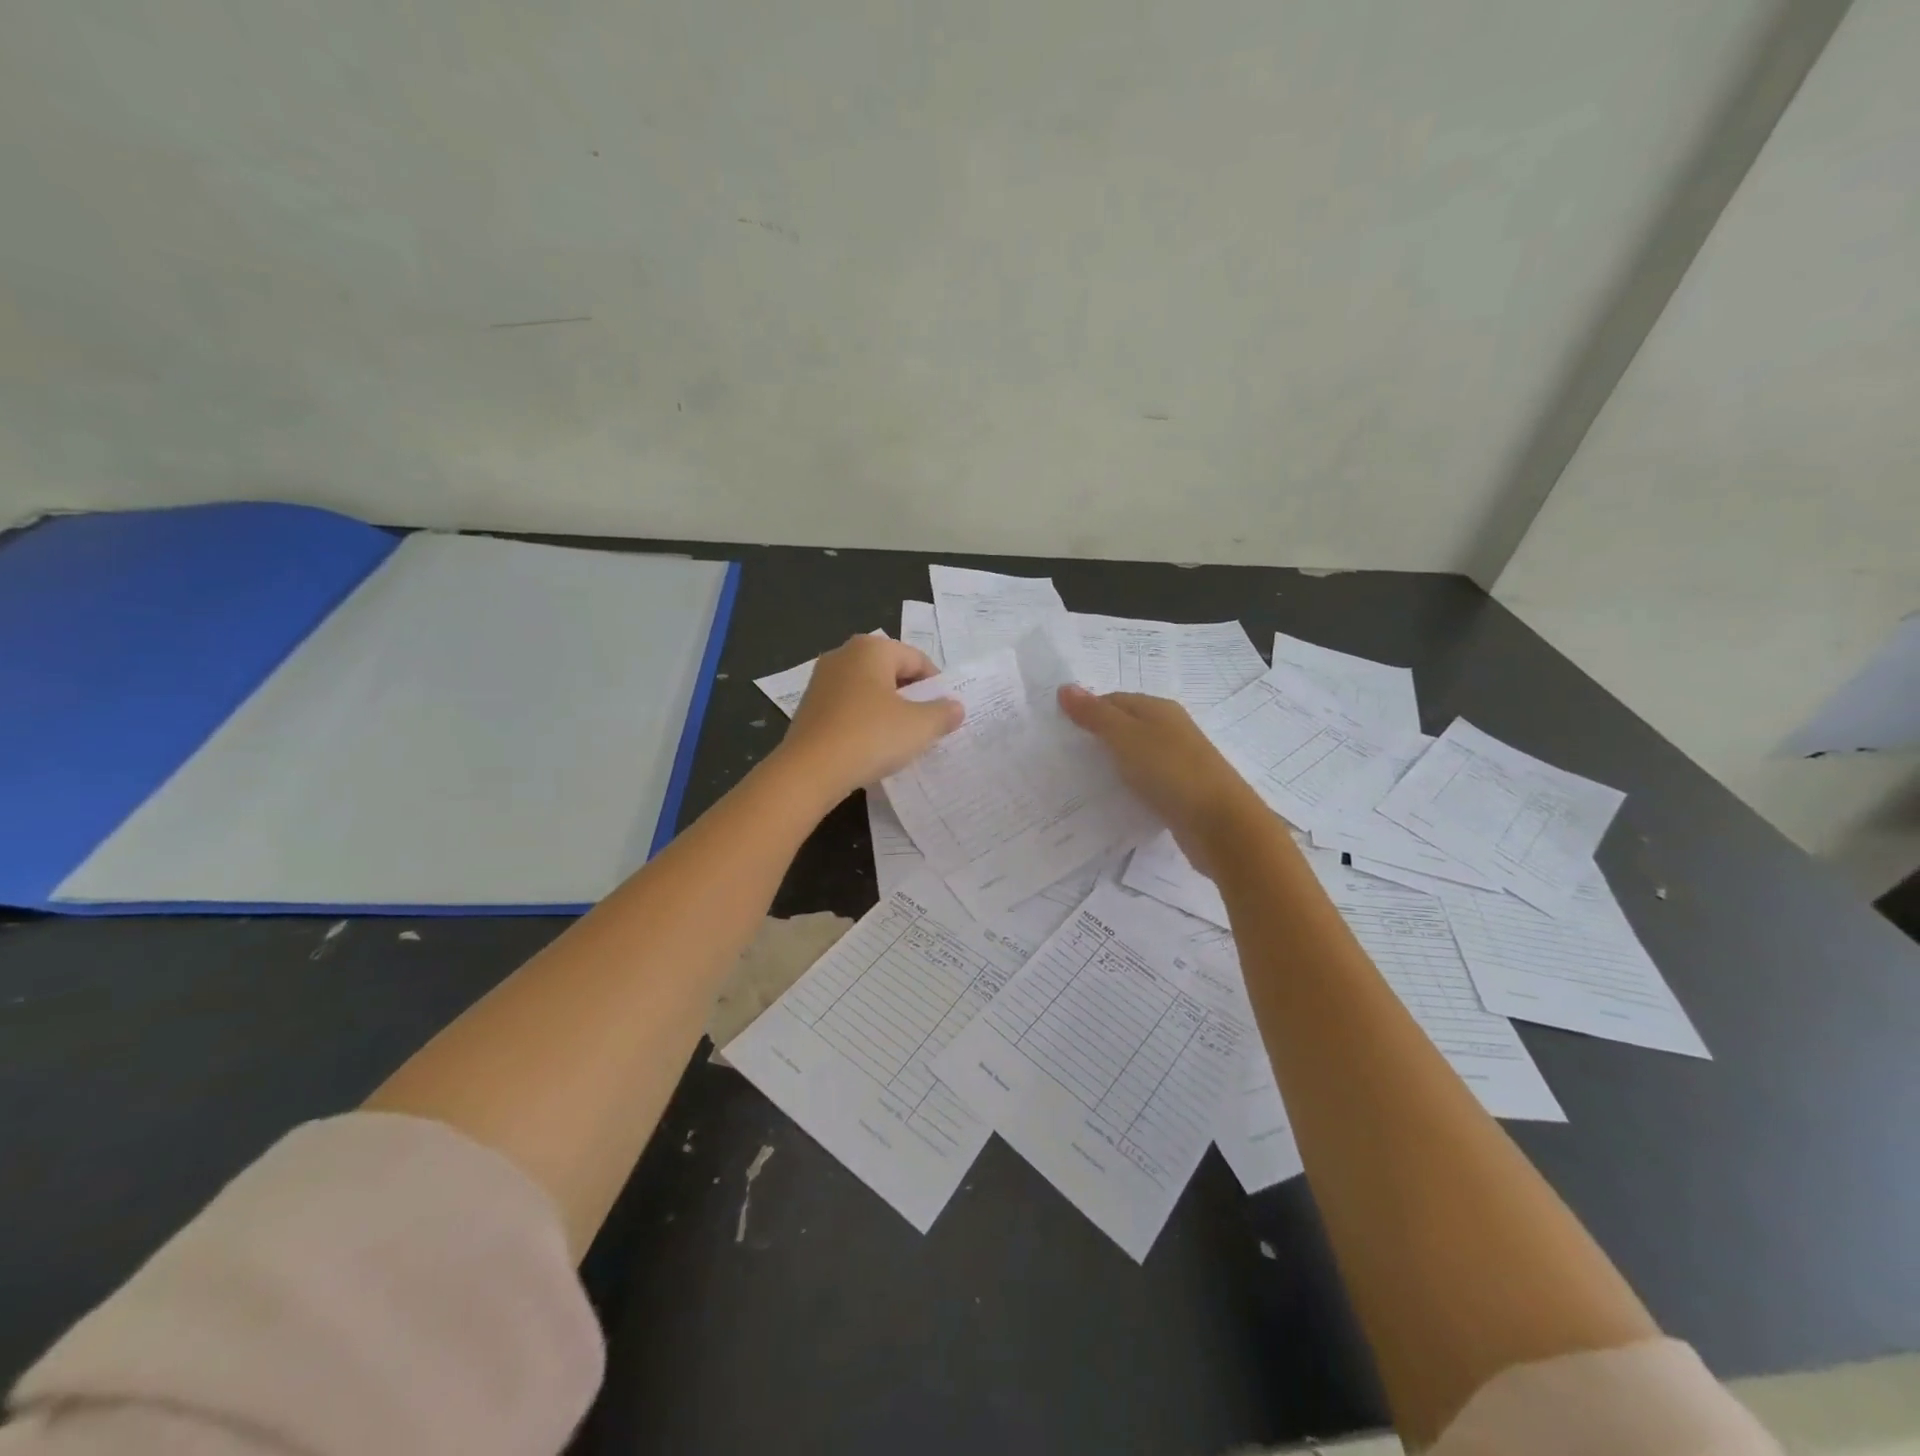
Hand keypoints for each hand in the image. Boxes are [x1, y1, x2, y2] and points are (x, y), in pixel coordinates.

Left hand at [780, 635, 963, 798]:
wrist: (809, 771)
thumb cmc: (871, 737)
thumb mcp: (919, 727)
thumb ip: (943, 713)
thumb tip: (955, 707)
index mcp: (871, 648)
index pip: (917, 660)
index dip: (937, 686)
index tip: (945, 714)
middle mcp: (843, 655)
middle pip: (891, 672)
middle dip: (911, 697)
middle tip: (926, 726)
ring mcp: (821, 680)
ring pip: (868, 690)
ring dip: (888, 710)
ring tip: (900, 739)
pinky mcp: (809, 706)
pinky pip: (848, 707)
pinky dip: (864, 721)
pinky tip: (871, 746)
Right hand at [1058, 685, 1272, 877]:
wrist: (1220, 824)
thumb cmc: (1171, 771)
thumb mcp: (1126, 737)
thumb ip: (1095, 715)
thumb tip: (1065, 687)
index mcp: (1159, 709)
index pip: (1113, 700)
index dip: (1086, 711)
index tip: (1058, 731)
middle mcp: (1170, 730)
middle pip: (1125, 727)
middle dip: (1096, 738)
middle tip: (1062, 755)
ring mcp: (1178, 762)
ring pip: (1135, 756)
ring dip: (1112, 764)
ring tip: (1079, 779)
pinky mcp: (1180, 792)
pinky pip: (1146, 782)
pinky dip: (1128, 786)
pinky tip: (1112, 799)